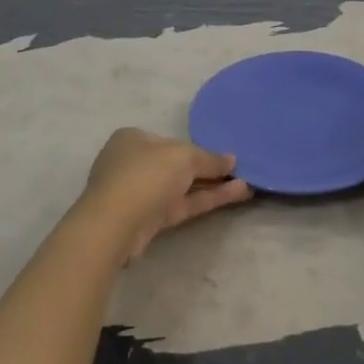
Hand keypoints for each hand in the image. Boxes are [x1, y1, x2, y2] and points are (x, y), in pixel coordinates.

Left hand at [78, 128, 251, 261]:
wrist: (116, 224)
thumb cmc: (146, 174)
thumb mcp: (184, 156)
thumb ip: (209, 158)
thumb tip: (232, 160)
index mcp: (133, 139)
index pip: (170, 140)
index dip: (197, 147)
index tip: (222, 154)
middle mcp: (134, 163)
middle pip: (177, 164)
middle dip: (208, 168)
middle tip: (239, 169)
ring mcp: (141, 193)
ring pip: (182, 187)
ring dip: (213, 185)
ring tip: (247, 183)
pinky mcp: (150, 220)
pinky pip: (184, 204)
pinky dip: (207, 199)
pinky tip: (236, 194)